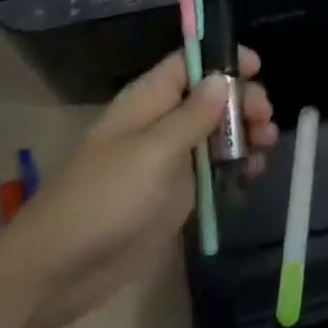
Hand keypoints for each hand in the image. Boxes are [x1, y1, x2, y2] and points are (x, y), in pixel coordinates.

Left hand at [1, 50, 275, 327]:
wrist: (60, 268)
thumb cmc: (106, 198)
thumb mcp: (154, 151)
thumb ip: (192, 115)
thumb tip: (222, 78)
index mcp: (149, 100)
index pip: (189, 63)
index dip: (222, 60)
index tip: (257, 67)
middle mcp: (160, 122)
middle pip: (209, 97)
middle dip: (241, 101)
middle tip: (266, 120)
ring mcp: (167, 160)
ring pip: (215, 134)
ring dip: (243, 134)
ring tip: (266, 145)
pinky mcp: (173, 195)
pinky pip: (211, 171)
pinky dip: (234, 168)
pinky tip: (252, 174)